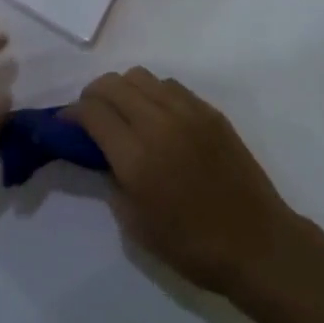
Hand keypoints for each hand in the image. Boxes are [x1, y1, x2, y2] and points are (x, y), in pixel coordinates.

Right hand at [68, 69, 299, 295]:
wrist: (257, 243)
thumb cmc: (192, 246)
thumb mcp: (136, 225)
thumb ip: (112, 181)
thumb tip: (103, 155)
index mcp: (136, 157)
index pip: (92, 112)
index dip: (72, 114)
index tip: (66, 124)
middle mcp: (158, 123)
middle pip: (113, 84)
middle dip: (93, 95)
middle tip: (91, 117)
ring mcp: (187, 112)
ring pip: (141, 76)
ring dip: (123, 90)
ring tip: (124, 114)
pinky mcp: (209, 111)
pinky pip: (169, 86)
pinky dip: (152, 94)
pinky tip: (157, 118)